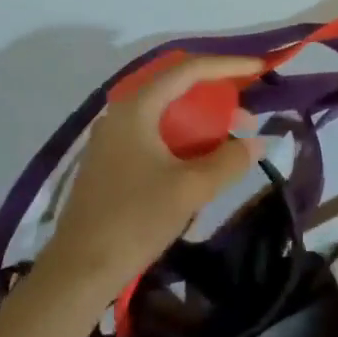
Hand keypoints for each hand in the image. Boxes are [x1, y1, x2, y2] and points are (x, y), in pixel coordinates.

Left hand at [40, 55, 265, 301]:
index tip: (259, 67)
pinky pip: (154, 137)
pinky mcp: (111, 163)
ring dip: (201, 124)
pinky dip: (182, 141)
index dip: (227, 65)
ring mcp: (112, 139)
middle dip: (216, 99)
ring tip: (230, 143)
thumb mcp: (190, 189)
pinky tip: (200, 164)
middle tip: (247, 118)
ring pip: (165, 116)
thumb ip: (228, 161)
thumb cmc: (134, 220)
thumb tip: (257, 141)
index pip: (187, 70)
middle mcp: (121, 114)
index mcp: (136, 108)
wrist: (79, 271)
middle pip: (176, 90)